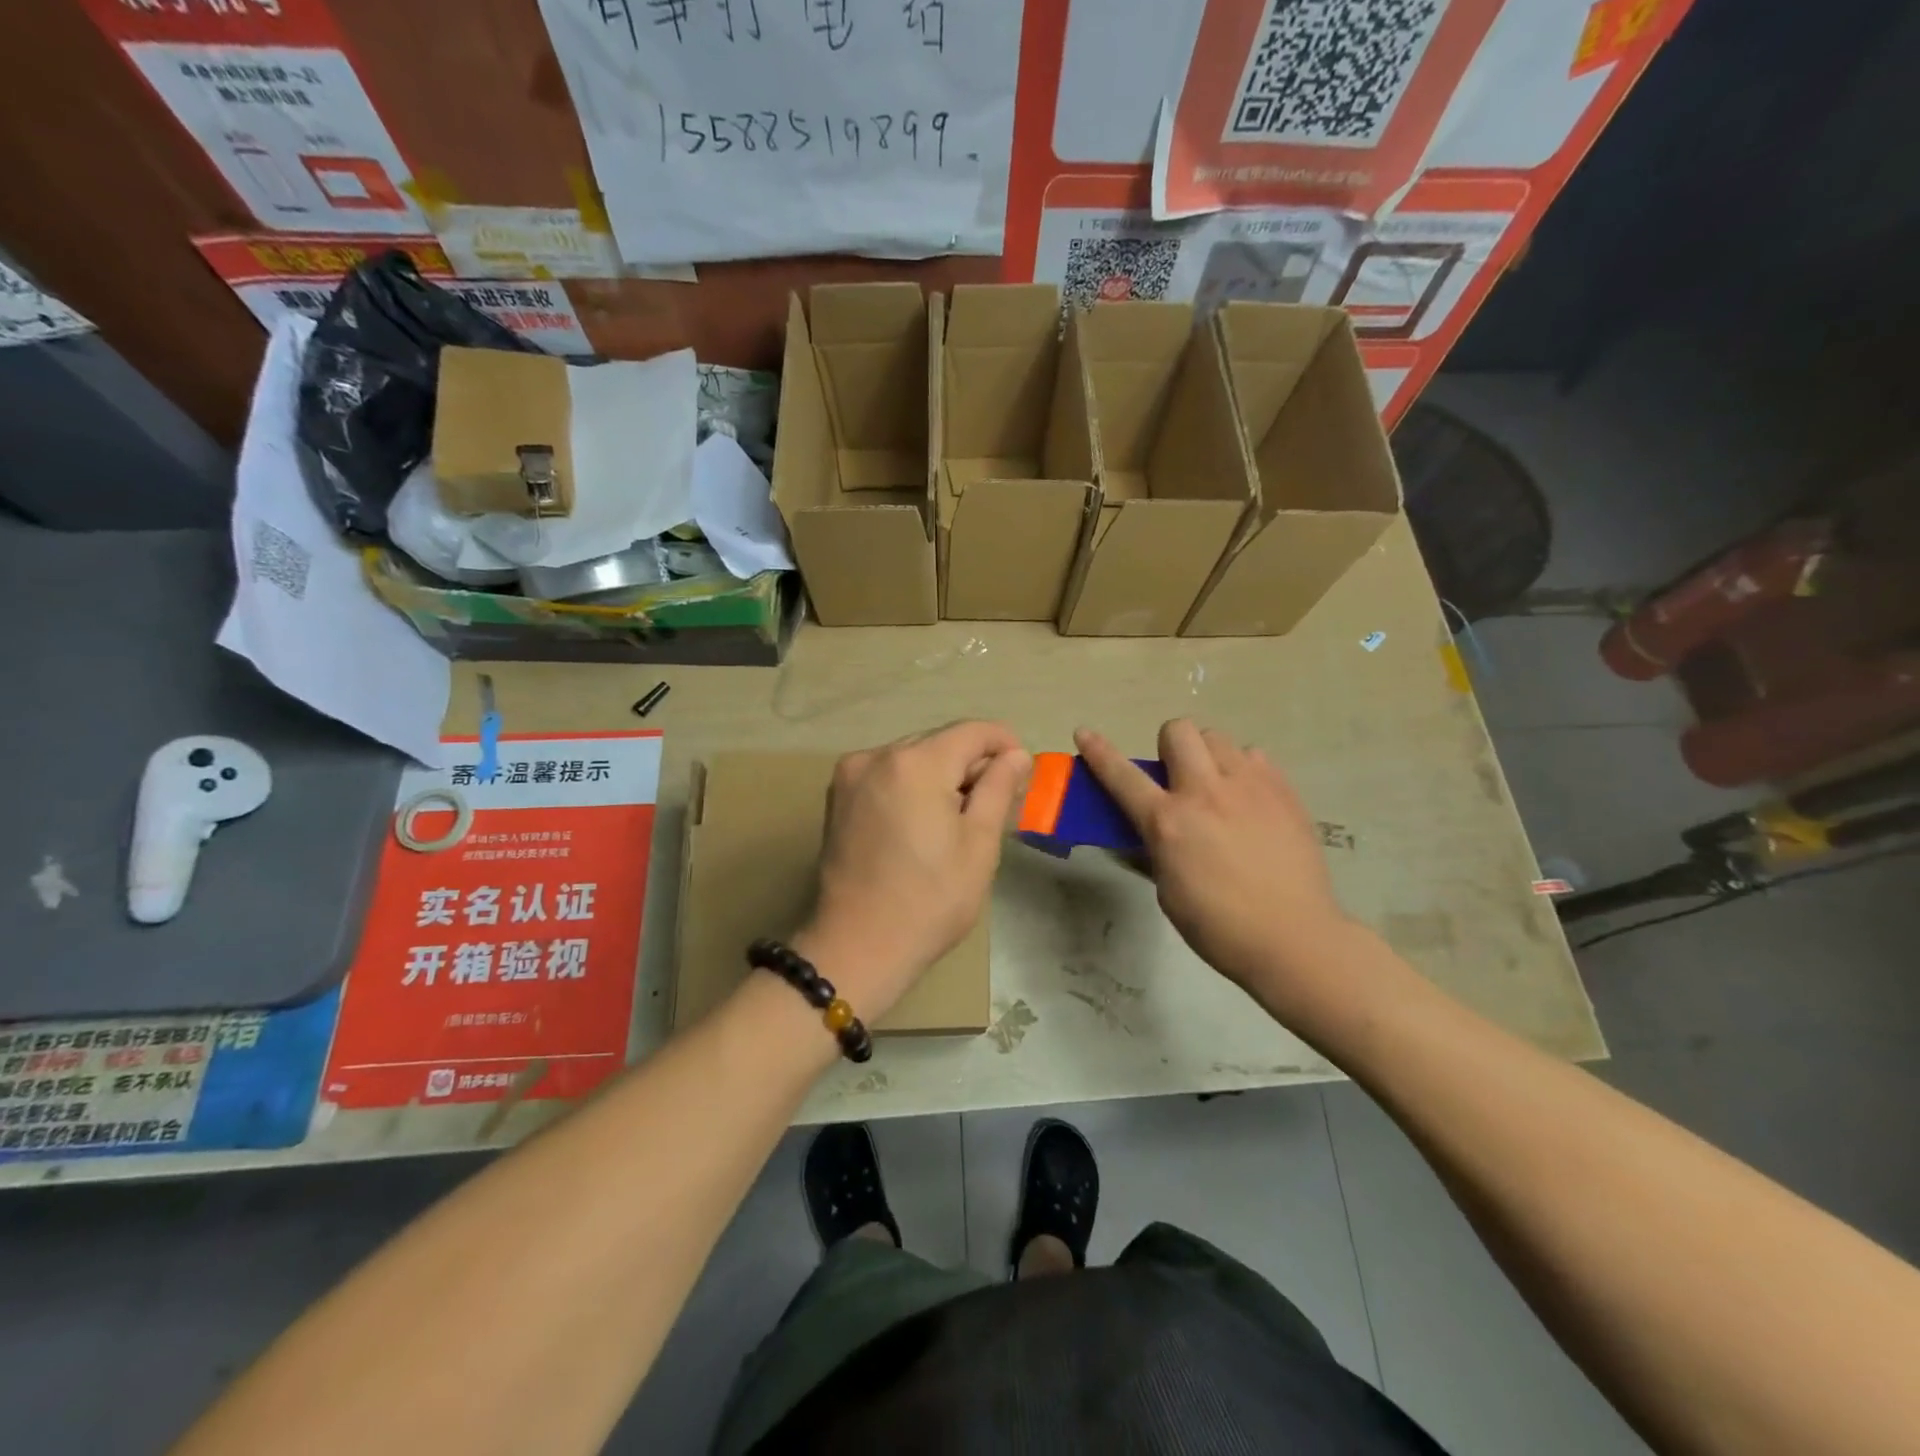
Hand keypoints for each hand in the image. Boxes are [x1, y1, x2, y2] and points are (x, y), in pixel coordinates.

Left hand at [795, 722, 1030, 1019]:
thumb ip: (998, 787)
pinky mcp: (838, 797)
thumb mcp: (979, 843)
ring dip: (941, 776)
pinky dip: (912, 786)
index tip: (1023, 773)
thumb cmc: (930, 900)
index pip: (972, 731)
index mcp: (915, 763)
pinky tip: (922, 822)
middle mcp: (877, 756)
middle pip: (940, 742)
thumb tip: (1016, 754)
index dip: (1004, 745)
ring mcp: (851, 775)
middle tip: (996, 804)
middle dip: (972, 764)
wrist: (858, 946)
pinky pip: (887, 775)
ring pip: (913, 758)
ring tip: (958, 819)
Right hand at [1075, 721, 1354, 1011]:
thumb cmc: (1219, 926)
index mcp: (1168, 822)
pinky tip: (1248, 799)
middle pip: (1179, 731)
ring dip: (1207, 756)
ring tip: (1217, 787)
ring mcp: (1249, 786)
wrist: (1293, 938)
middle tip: (1176, 777)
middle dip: (1169, 746)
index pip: (1122, 776)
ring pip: (1218, 738)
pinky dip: (1243, 769)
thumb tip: (1154, 829)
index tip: (1084, 733)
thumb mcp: (1168, 889)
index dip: (1098, 752)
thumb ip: (1158, 847)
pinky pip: (1254, 756)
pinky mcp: (1283, 791)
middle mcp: (1205, 793)